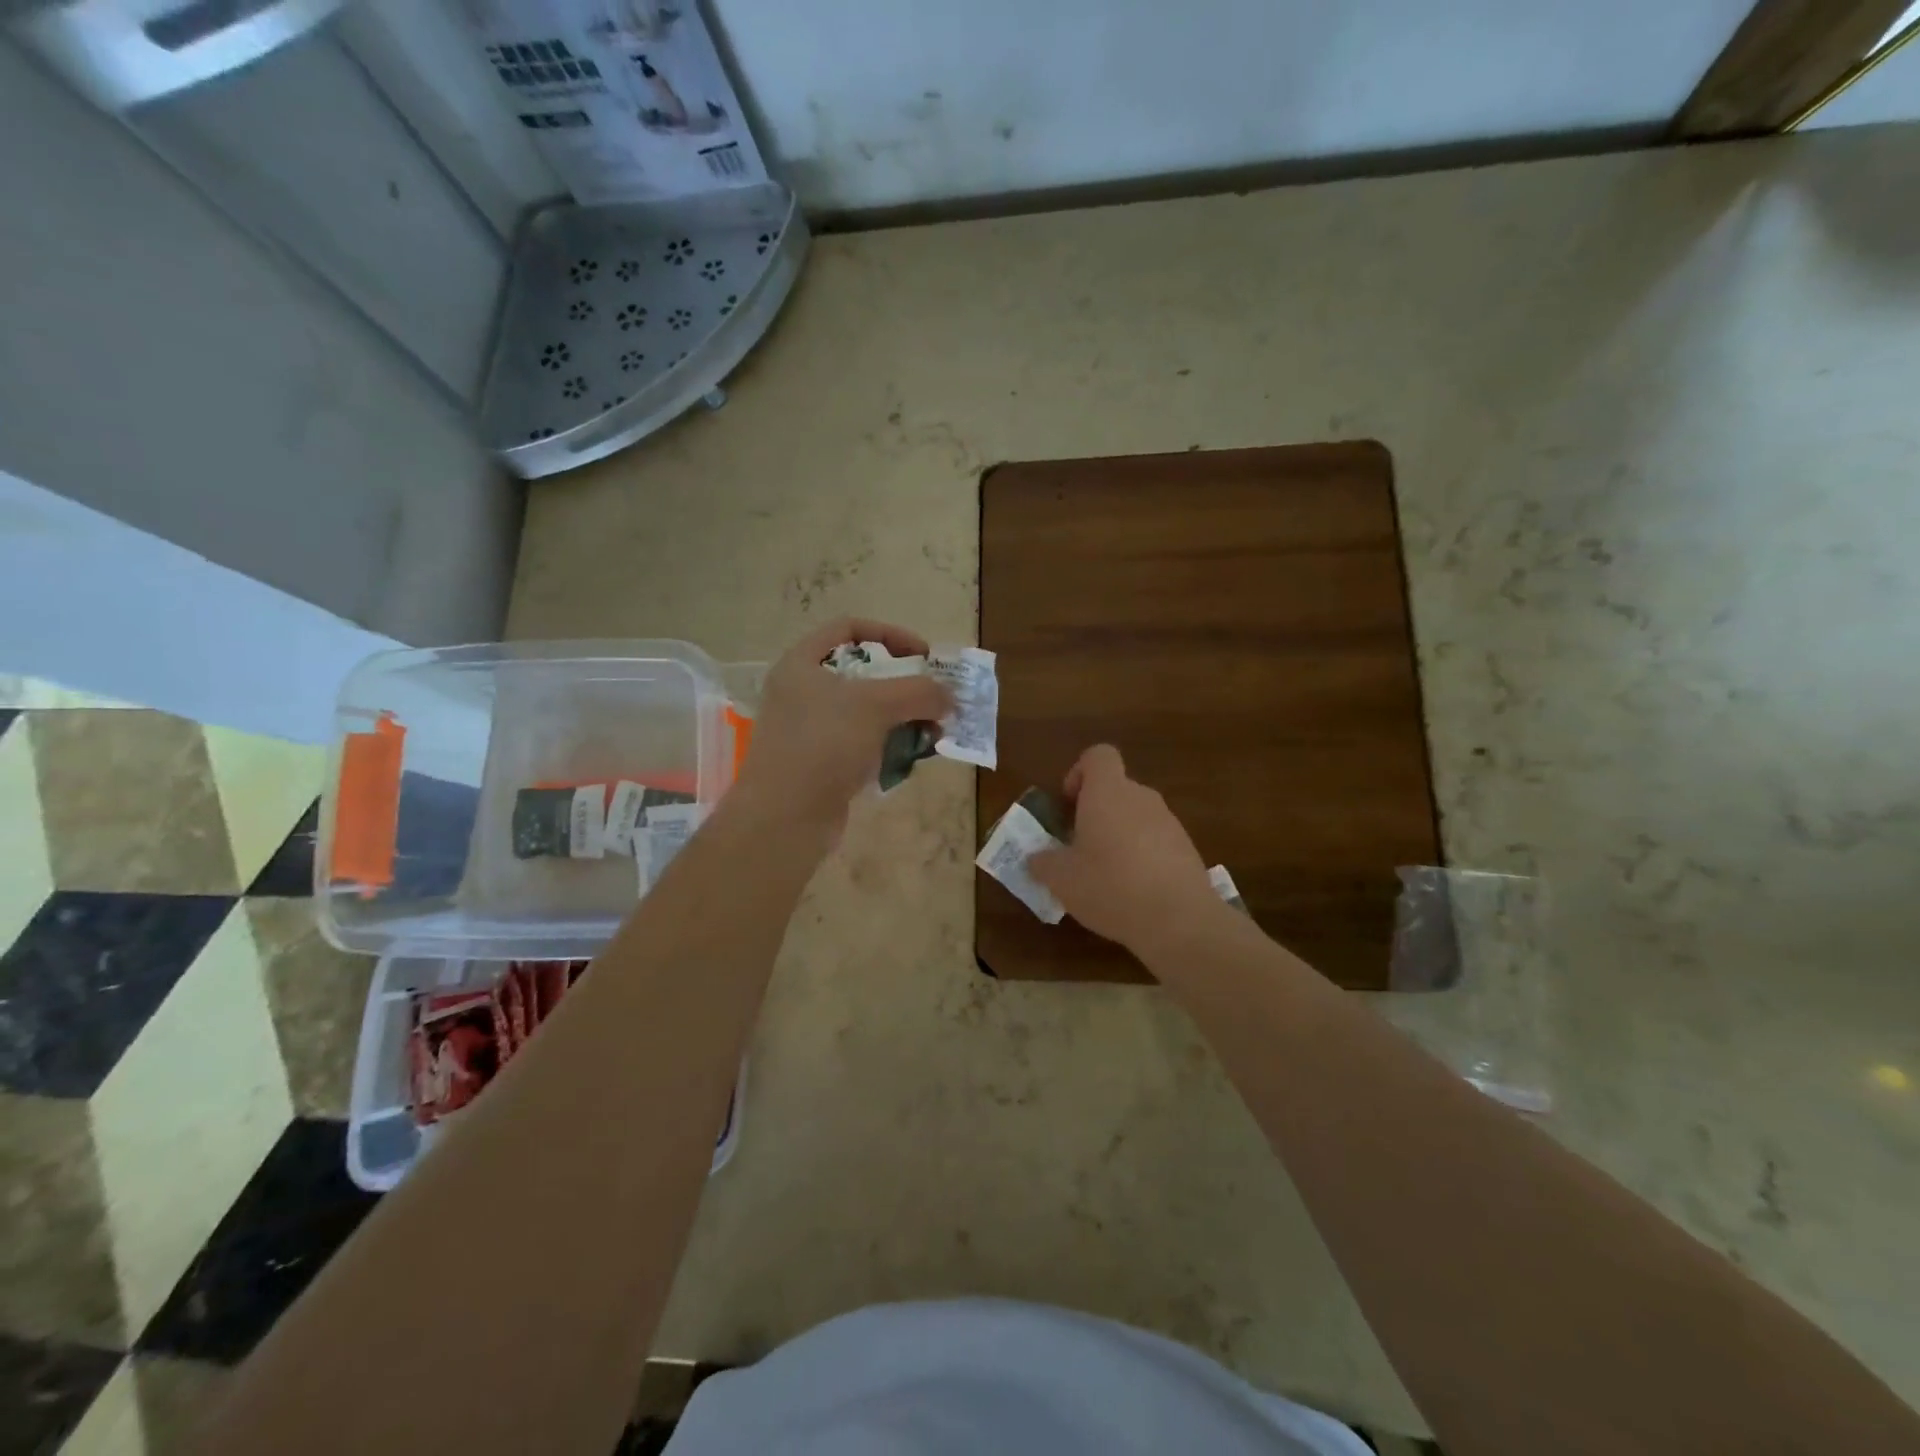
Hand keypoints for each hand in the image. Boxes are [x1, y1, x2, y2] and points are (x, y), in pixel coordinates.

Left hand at [731, 618, 952, 841]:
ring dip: (903, 718)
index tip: (923, 656)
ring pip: (866, 713)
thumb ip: (918, 692)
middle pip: (862, 673)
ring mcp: (810, 731)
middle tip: (934, 698)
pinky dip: (889, 746)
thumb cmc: (824, 744)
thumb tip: (949, 696)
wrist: (785, 817)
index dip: (890, 634)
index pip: (848, 629)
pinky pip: (863, 744)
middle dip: (904, 684)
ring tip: (933, 733)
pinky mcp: (821, 764)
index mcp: (801, 664)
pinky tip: (912, 758)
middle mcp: (801, 692)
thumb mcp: (876, 706)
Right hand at [1029, 745, 1223, 954]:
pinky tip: (1134, 891)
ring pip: (1136, 816)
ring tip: (1105, 875)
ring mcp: (1169, 822)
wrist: (1179, 920)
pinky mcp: (1187, 848)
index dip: (1079, 772)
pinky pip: (1156, 840)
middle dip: (1095, 812)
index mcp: (1108, 793)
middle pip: (1116, 788)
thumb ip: (1042, 862)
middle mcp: (1141, 797)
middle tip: (1079, 847)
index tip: (1069, 805)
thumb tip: (1036, 858)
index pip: (1098, 755)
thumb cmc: (1111, 887)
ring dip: (1119, 835)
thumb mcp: (1061, 879)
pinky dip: (1142, 856)